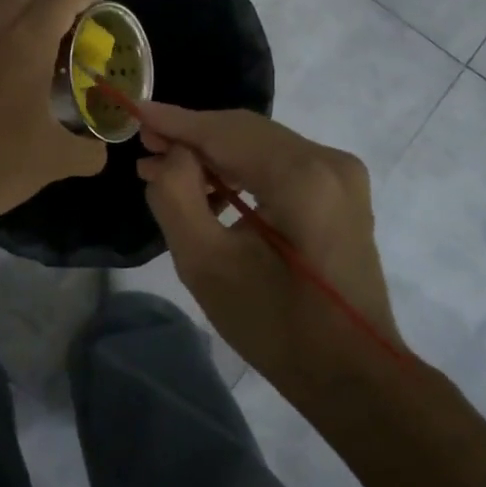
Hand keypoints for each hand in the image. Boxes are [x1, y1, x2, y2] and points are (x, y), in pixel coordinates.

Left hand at [0, 0, 107, 228]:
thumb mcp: (56, 161)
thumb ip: (88, 150)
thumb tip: (100, 149)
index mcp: (24, 44)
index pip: (59, 0)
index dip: (85, 0)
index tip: (100, 14)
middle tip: (69, 28)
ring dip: (15, 3)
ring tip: (33, 37)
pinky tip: (0, 64)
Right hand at [136, 103, 404, 392]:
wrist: (352, 374)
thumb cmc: (275, 325)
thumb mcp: (206, 264)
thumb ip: (176, 196)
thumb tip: (172, 157)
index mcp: (302, 177)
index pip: (225, 131)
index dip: (175, 121)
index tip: (133, 112)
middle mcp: (329, 161)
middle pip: (245, 131)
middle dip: (192, 136)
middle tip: (146, 145)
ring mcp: (342, 175)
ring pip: (262, 145)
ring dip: (214, 154)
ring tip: (167, 169)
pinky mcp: (342, 193)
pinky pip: (280, 163)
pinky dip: (242, 169)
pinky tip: (211, 190)